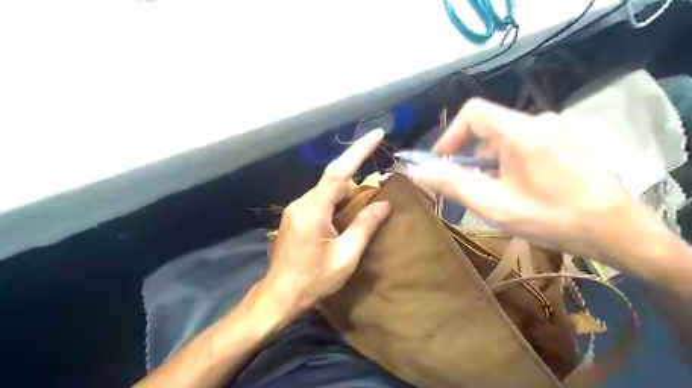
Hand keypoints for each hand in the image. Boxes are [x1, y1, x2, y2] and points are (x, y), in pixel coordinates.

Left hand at [259, 128, 390, 316]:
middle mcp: (301, 203)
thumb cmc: (313, 281)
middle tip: (374, 202)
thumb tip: (384, 204)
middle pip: (333, 181)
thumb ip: (365, 227)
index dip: (358, 151)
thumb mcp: (345, 257)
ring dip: (346, 196)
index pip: (338, 172)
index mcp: (313, 212)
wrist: (279, 296)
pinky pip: (319, 200)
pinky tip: (342, 220)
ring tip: (358, 217)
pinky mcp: (294, 215)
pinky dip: (335, 203)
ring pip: (326, 191)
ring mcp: (295, 209)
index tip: (377, 135)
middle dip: (356, 186)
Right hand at [407, 99, 634, 258]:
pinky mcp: (568, 140)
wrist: (620, 232)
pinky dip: (508, 160)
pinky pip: (525, 142)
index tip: (441, 160)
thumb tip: (418, 172)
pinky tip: (517, 186)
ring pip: (506, 137)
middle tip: (464, 184)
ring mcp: (558, 129)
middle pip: (489, 127)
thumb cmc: (553, 218)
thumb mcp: (494, 205)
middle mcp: (540, 120)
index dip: (451, 134)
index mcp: (522, 132)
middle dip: (469, 154)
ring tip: (491, 190)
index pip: (474, 113)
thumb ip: (453, 185)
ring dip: (489, 160)